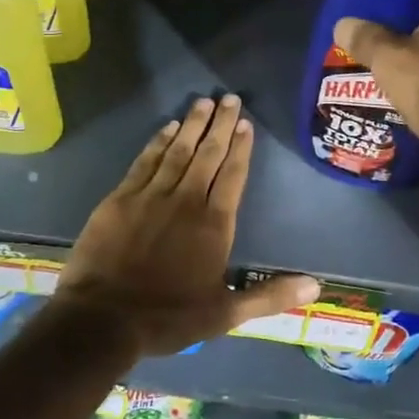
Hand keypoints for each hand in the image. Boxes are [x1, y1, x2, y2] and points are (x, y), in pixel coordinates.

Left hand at [50, 95, 318, 358]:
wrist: (102, 321)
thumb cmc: (168, 317)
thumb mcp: (225, 314)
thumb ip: (270, 296)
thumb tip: (316, 288)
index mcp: (214, 224)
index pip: (233, 174)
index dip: (241, 147)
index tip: (246, 123)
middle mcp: (187, 200)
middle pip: (208, 154)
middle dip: (221, 124)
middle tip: (229, 98)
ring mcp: (151, 196)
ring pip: (178, 151)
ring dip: (193, 125)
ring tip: (204, 102)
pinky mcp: (120, 199)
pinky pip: (145, 161)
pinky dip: (159, 142)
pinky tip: (168, 127)